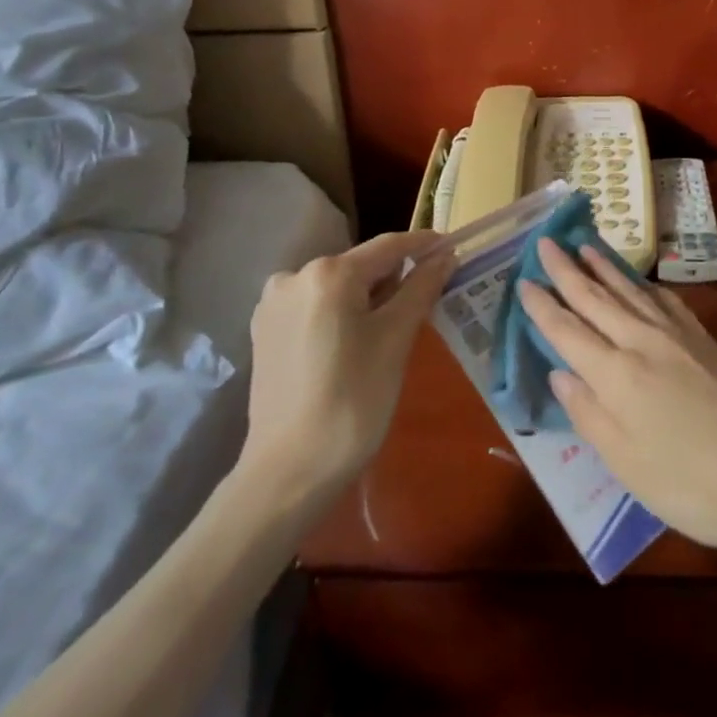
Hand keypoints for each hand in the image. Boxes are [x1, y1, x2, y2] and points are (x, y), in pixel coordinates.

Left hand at [241, 230, 451, 503]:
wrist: (289, 471)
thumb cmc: (353, 401)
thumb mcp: (396, 340)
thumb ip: (421, 288)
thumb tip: (445, 256)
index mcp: (328, 273)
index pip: (388, 246)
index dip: (424, 245)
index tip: (452, 247)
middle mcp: (294, 275)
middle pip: (360, 265)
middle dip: (395, 278)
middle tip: (429, 299)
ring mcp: (273, 304)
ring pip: (337, 287)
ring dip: (368, 298)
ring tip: (394, 327)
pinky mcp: (264, 331)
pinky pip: (315, 308)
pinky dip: (341, 314)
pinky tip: (355, 343)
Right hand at [518, 239, 716, 554]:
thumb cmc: (693, 484)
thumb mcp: (627, 465)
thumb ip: (589, 414)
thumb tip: (560, 374)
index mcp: (616, 375)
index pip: (568, 331)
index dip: (542, 306)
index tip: (523, 281)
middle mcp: (642, 342)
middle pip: (595, 299)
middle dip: (566, 270)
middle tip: (545, 242)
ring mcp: (676, 336)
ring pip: (629, 291)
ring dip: (603, 267)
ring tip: (584, 245)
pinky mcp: (703, 340)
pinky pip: (663, 299)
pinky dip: (643, 284)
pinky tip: (639, 281)